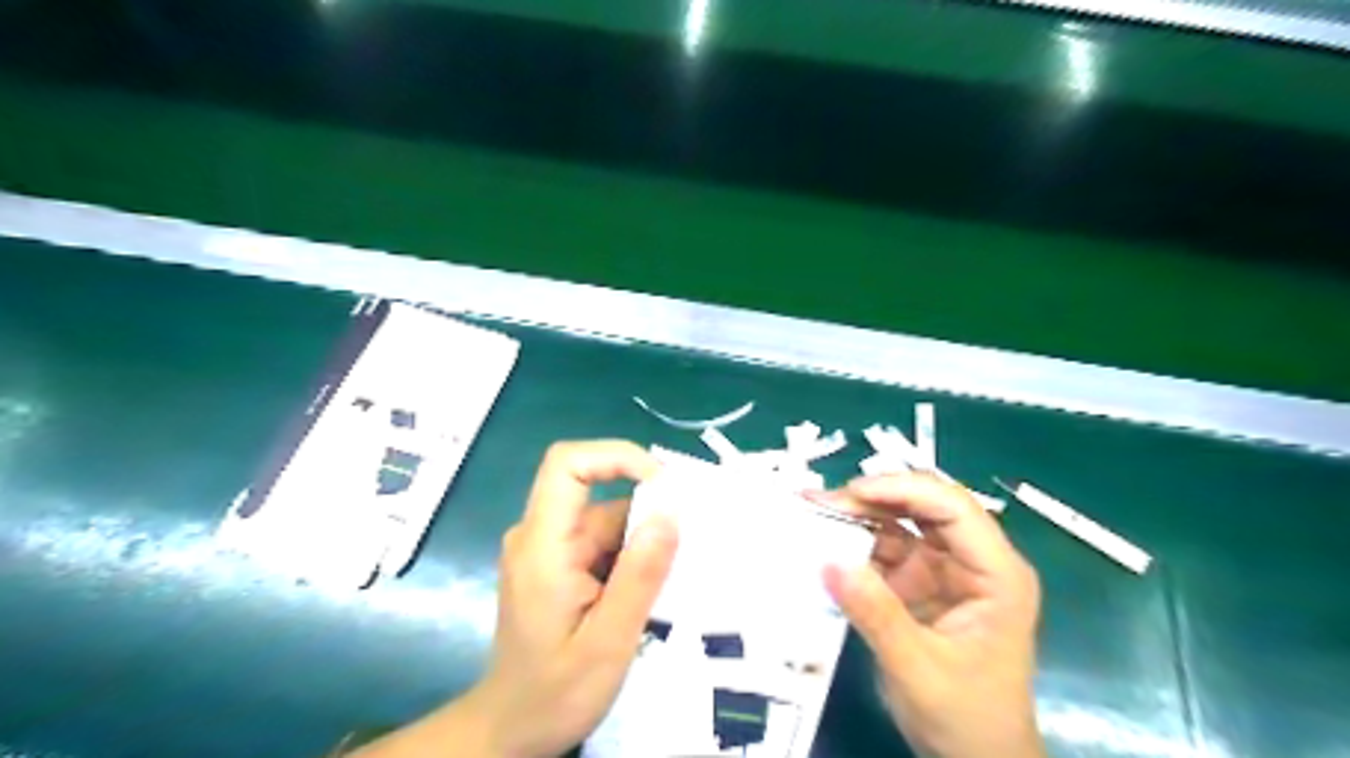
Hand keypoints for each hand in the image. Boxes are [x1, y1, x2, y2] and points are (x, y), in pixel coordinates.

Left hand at [354, 438, 679, 757]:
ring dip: (644, 542)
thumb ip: (640, 576)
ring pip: (608, 520)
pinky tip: (652, 591)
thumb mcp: (609, 641)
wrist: (512, 730)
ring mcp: (549, 549)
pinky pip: (604, 542)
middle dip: (648, 514)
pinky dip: (633, 557)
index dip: (616, 456)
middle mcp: (541, 535)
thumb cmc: (554, 693)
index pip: (568, 464)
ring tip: (675, 581)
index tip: (664, 486)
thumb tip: (670, 512)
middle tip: (686, 552)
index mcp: (542, 545)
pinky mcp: (559, 564)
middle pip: (599, 495)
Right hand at [811, 473, 1040, 756]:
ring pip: (902, 522)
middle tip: (821, 502)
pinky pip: (886, 550)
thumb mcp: (918, 669)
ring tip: (815, 513)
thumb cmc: (966, 719)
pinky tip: (825, 542)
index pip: (953, 508)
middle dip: (873, 498)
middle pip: (925, 506)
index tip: (851, 492)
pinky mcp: (921, 583)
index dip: (902, 489)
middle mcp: (973, 560)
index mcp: (996, 573)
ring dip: (860, 516)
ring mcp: (945, 570)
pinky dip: (856, 544)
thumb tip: (827, 561)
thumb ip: (876, 614)